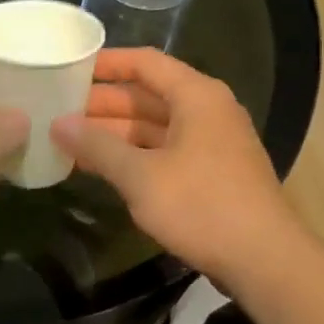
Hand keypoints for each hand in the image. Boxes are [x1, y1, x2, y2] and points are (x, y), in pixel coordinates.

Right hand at [51, 48, 300, 282]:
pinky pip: (164, 151)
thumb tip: (58, 124)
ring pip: (154, 126)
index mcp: (196, 97)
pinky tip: (102, 168)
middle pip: (148, 95)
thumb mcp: (140, 176)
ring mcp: (211, 143)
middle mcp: (207, 111)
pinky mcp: (211, 173)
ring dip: (114, 133)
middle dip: (103, 104)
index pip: (145, 63)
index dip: (106, 63)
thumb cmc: (201, 206)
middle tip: (58, 111)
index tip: (69, 68)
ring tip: (70, 141)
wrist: (264, 260)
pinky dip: (133, 155)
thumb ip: (97, 146)